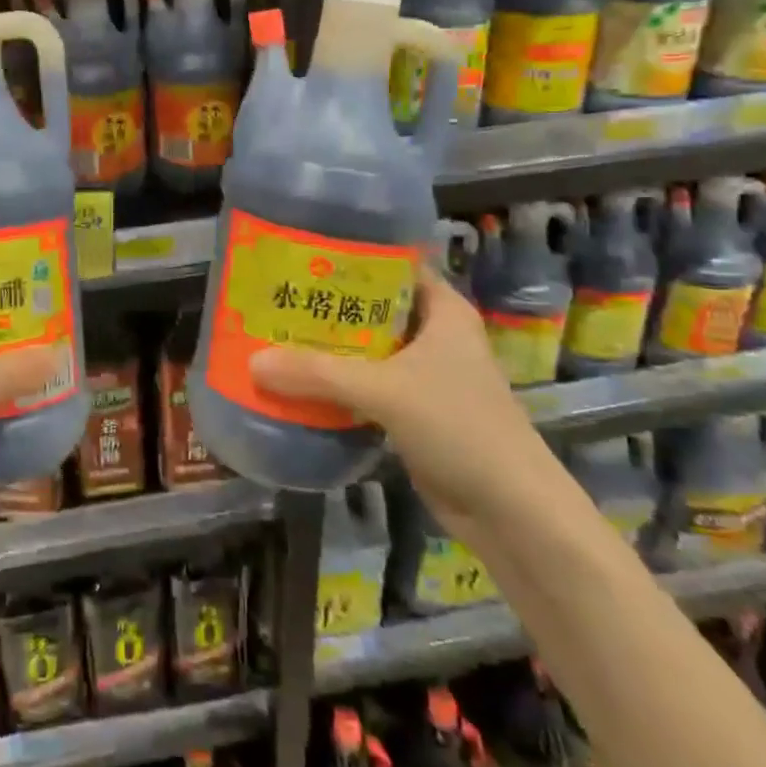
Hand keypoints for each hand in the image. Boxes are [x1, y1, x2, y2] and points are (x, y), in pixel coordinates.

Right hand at [249, 263, 552, 526]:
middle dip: (328, 305)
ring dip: (329, 348)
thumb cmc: (459, 427)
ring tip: (275, 333)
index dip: (350, 256)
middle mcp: (435, 335)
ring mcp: (426, 376)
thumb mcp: (384, 391)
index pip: (392, 265)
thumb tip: (252, 362)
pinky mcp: (415, 413)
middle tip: (276, 295)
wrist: (512, 513)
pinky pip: (368, 387)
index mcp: (443, 310)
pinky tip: (298, 382)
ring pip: (368, 350)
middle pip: (373, 308)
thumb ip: (318, 374)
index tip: (300, 253)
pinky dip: (338, 384)